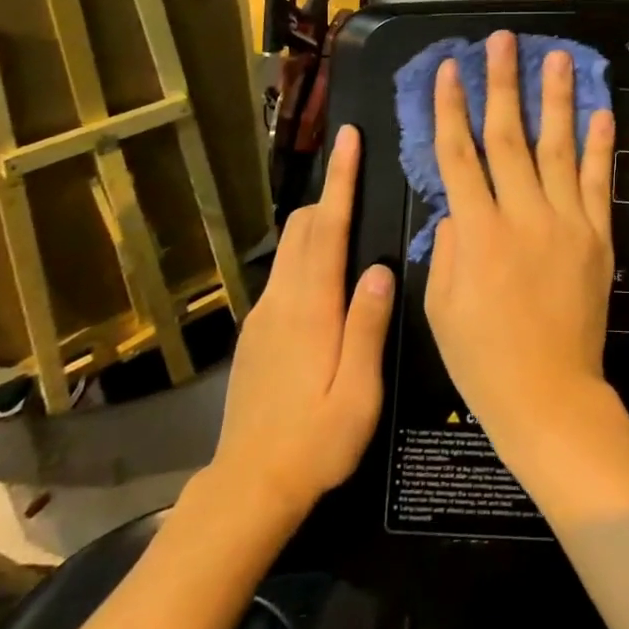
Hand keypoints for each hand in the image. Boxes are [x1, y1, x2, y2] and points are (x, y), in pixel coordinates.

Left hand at [205, 126, 393, 538]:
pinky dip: (307, 253)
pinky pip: (284, 274)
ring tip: (350, 217)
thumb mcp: (359, 392)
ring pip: (291, 248)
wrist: (247, 489)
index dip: (339, 180)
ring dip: (318, 222)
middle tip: (360, 175)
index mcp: (311, 308)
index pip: (327, 227)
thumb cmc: (315, 442)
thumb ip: (368, 325)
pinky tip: (328, 274)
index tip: (348, 138)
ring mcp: (263, 316)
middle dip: (328, 193)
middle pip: (302, 227)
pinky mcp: (256, 333)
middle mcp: (282, 300)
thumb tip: (381, 267)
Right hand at [425, 31, 618, 464]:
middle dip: (502, 84)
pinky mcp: (597, 237)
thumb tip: (456, 208)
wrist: (549, 397)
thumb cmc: (483, 359)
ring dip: (555, 98)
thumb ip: (444, 247)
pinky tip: (601, 111)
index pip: (458, 154)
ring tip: (555, 57)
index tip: (450, 69)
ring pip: (557, 147)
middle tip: (502, 42)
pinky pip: (598, 183)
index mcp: (476, 232)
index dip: (451, 108)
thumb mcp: (439, 306)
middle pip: (508, 136)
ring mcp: (566, 223)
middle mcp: (522, 215)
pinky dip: (599, 145)